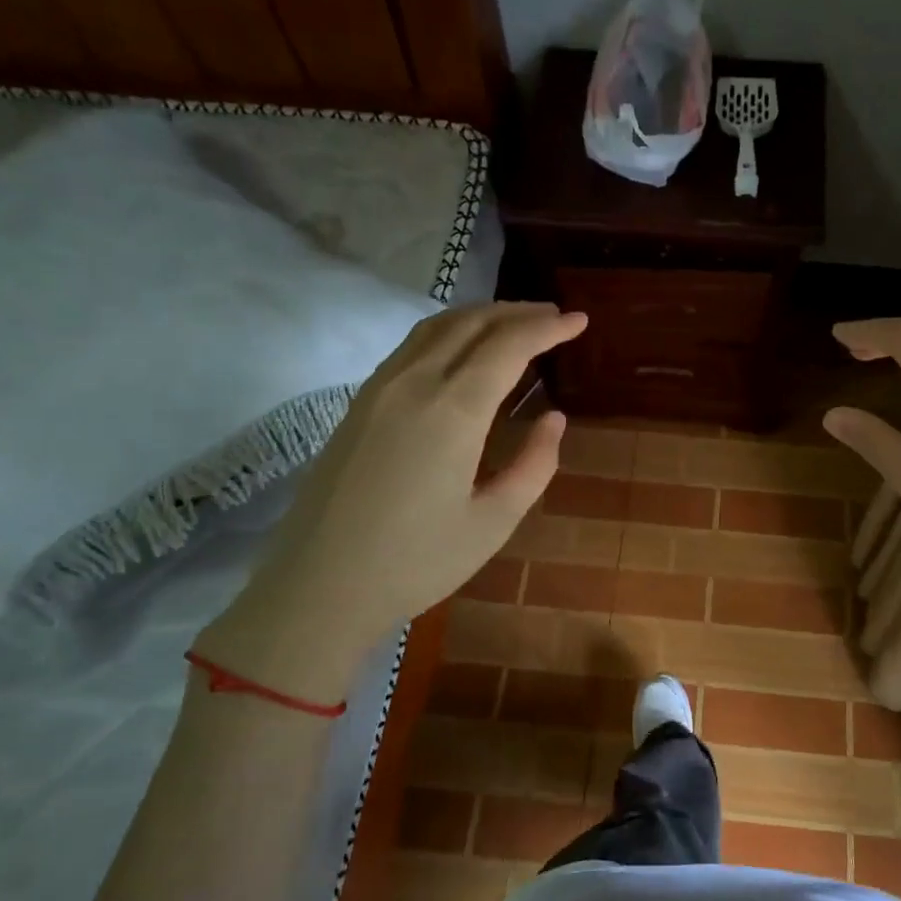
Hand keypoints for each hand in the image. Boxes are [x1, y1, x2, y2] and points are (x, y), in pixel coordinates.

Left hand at [194, 303, 587, 702]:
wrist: (320, 588)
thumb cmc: (416, 562)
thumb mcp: (493, 522)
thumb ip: (534, 465)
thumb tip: (553, 418)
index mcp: (452, 411)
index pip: (508, 345)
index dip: (548, 327)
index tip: (580, 320)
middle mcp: (413, 384)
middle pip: (470, 323)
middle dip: (517, 313)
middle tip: (554, 316)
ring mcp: (378, 390)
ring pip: (435, 328)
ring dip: (480, 317)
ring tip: (515, 325)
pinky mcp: (358, 405)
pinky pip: (410, 348)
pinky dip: (448, 334)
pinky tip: (462, 352)